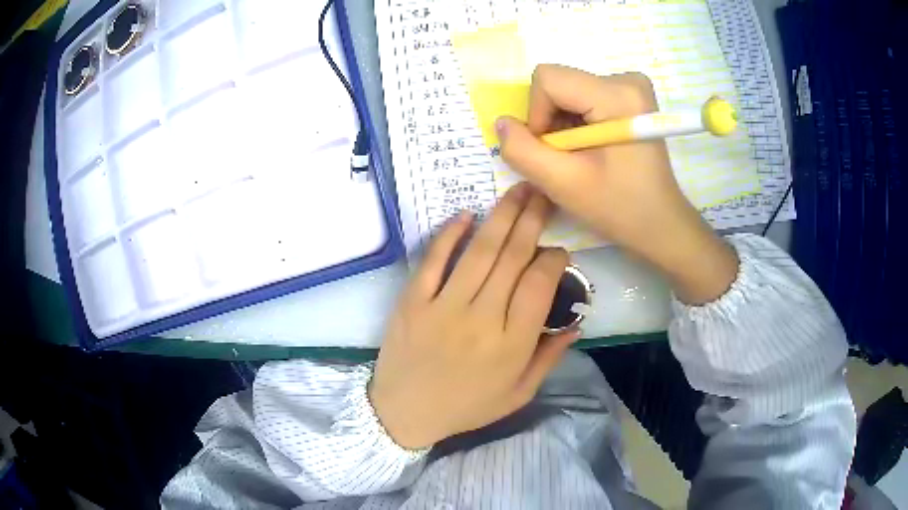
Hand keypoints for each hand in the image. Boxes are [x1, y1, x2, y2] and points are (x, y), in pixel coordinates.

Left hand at [369, 183, 577, 448]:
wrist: (404, 413)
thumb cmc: (466, 406)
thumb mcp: (518, 393)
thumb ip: (549, 357)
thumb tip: (577, 323)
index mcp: (512, 344)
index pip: (540, 285)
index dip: (554, 259)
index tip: (558, 250)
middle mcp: (482, 318)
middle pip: (513, 257)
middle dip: (533, 220)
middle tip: (544, 194)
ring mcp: (444, 306)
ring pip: (480, 251)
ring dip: (501, 215)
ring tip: (518, 190)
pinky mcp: (413, 300)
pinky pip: (434, 259)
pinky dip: (450, 233)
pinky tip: (467, 214)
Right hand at [496, 65, 737, 303]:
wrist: (661, 223)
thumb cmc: (619, 207)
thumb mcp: (563, 184)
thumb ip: (522, 151)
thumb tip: (501, 122)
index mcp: (617, 94)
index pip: (548, 79)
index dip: (537, 115)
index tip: (554, 151)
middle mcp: (627, 79)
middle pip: (558, 84)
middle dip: (551, 122)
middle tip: (568, 158)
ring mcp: (631, 86)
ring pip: (567, 91)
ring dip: (563, 126)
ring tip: (582, 157)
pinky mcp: (630, 96)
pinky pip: (582, 97)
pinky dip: (576, 124)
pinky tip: (592, 150)